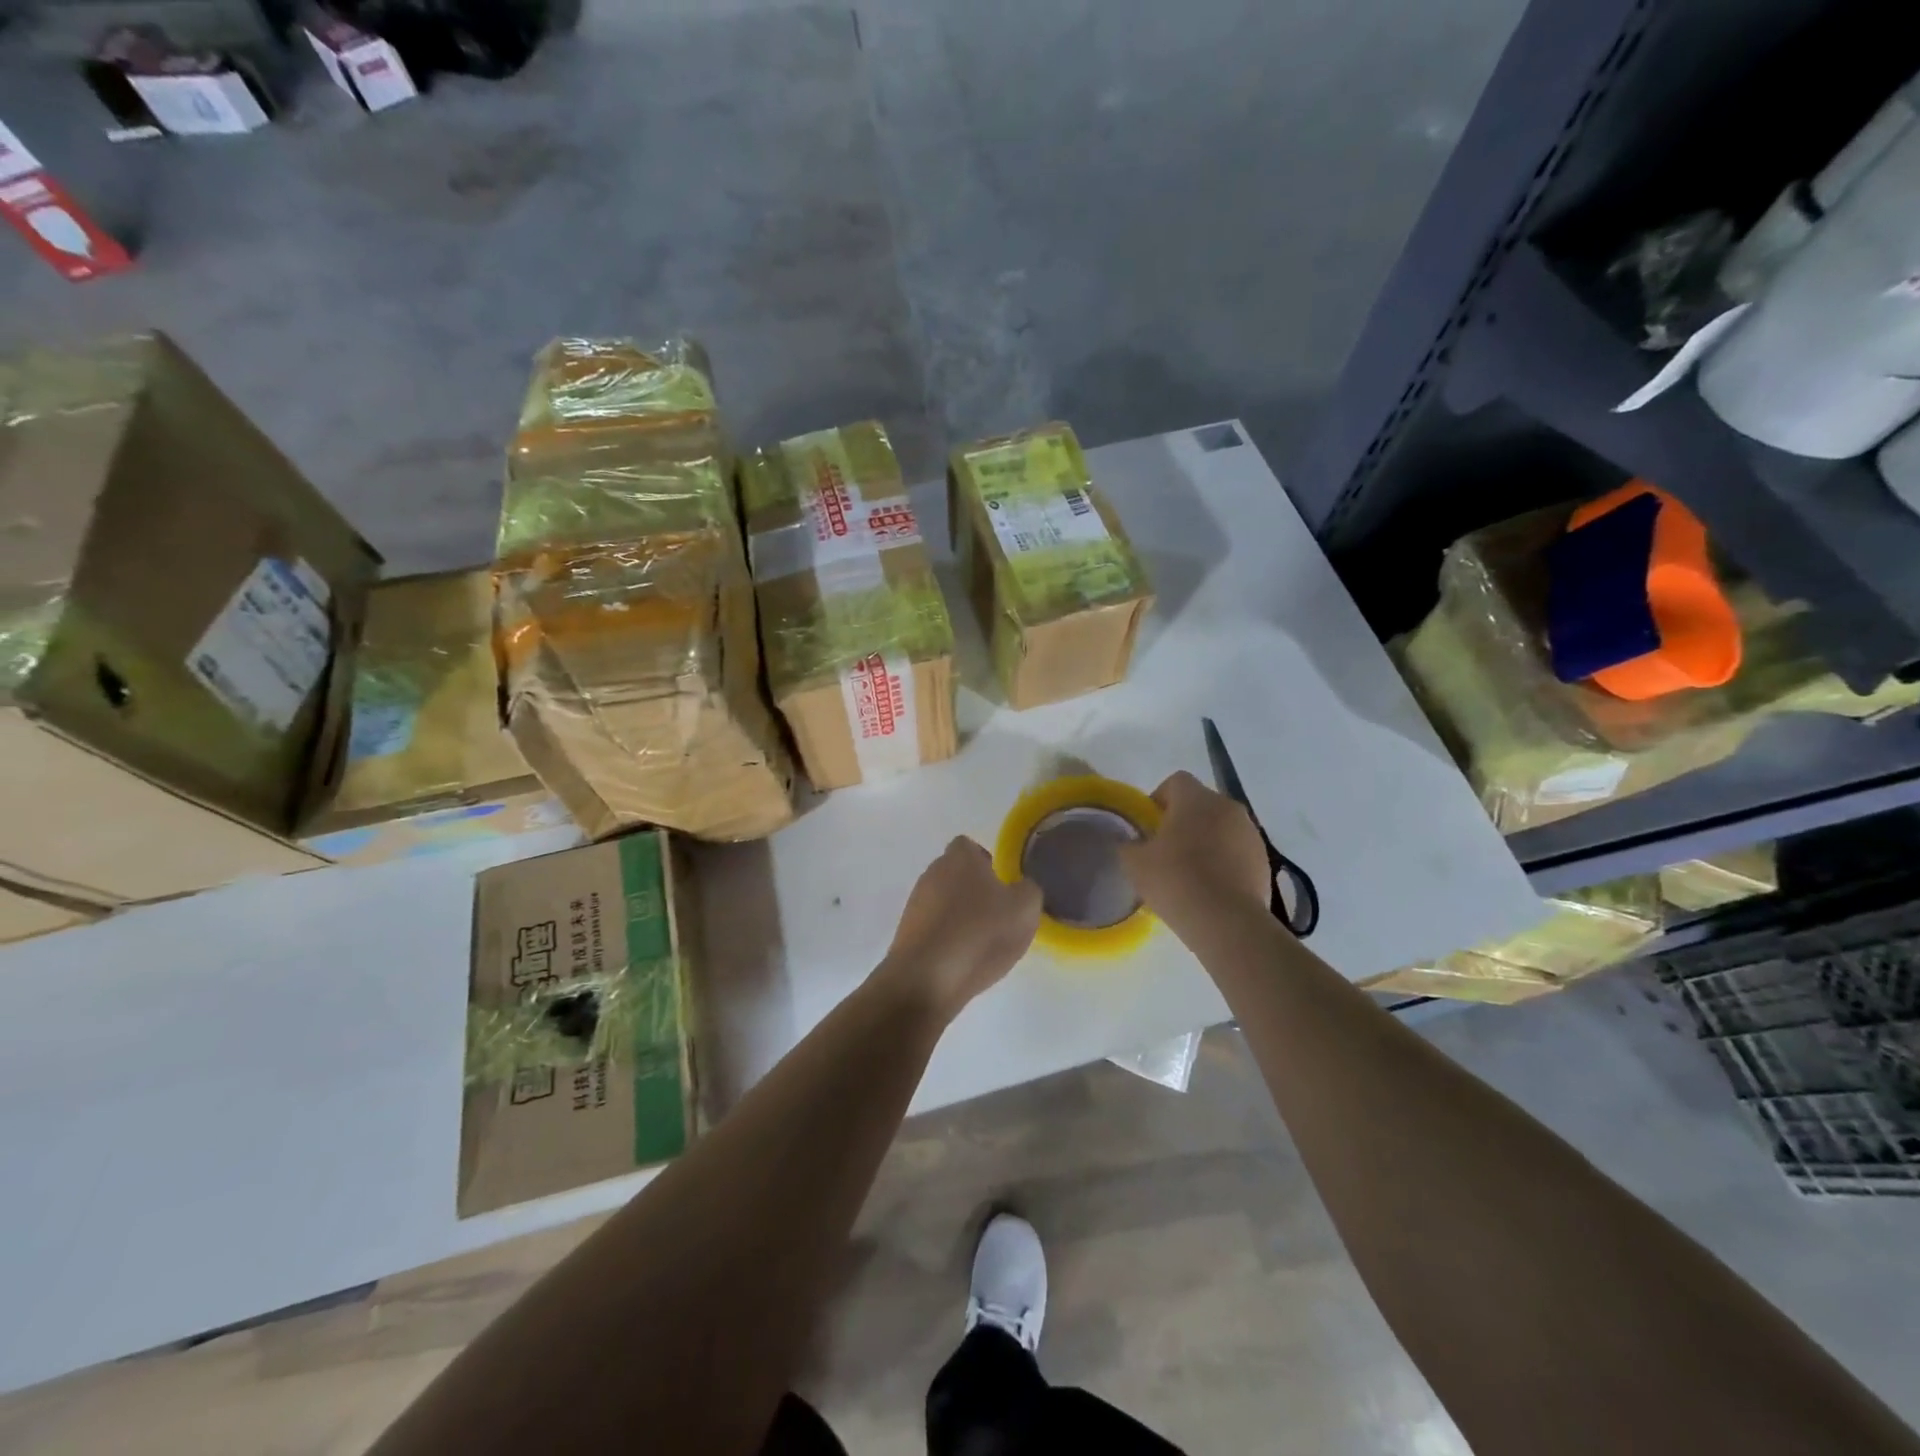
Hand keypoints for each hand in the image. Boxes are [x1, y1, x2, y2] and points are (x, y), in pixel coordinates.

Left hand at [877, 837, 1041, 1019]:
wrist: (927, 979)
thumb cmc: (980, 934)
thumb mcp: (1025, 909)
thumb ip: (1029, 890)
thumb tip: (1021, 887)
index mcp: (960, 858)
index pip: (969, 847)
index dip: (986, 863)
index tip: (1002, 887)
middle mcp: (932, 873)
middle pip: (955, 874)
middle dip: (974, 892)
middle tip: (996, 916)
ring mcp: (915, 903)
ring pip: (943, 901)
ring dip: (959, 916)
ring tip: (980, 943)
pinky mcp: (906, 933)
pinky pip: (933, 927)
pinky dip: (946, 938)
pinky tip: (960, 960)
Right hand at [1119, 771, 1273, 940]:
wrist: (1227, 922)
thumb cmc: (1175, 881)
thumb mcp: (1134, 863)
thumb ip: (1129, 844)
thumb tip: (1131, 841)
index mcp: (1196, 799)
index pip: (1176, 781)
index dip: (1159, 799)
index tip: (1149, 826)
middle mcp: (1228, 807)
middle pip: (1201, 804)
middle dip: (1184, 821)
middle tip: (1166, 850)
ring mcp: (1251, 834)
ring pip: (1222, 828)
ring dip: (1207, 841)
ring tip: (1191, 873)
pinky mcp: (1264, 861)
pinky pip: (1238, 852)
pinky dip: (1225, 861)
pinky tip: (1211, 888)